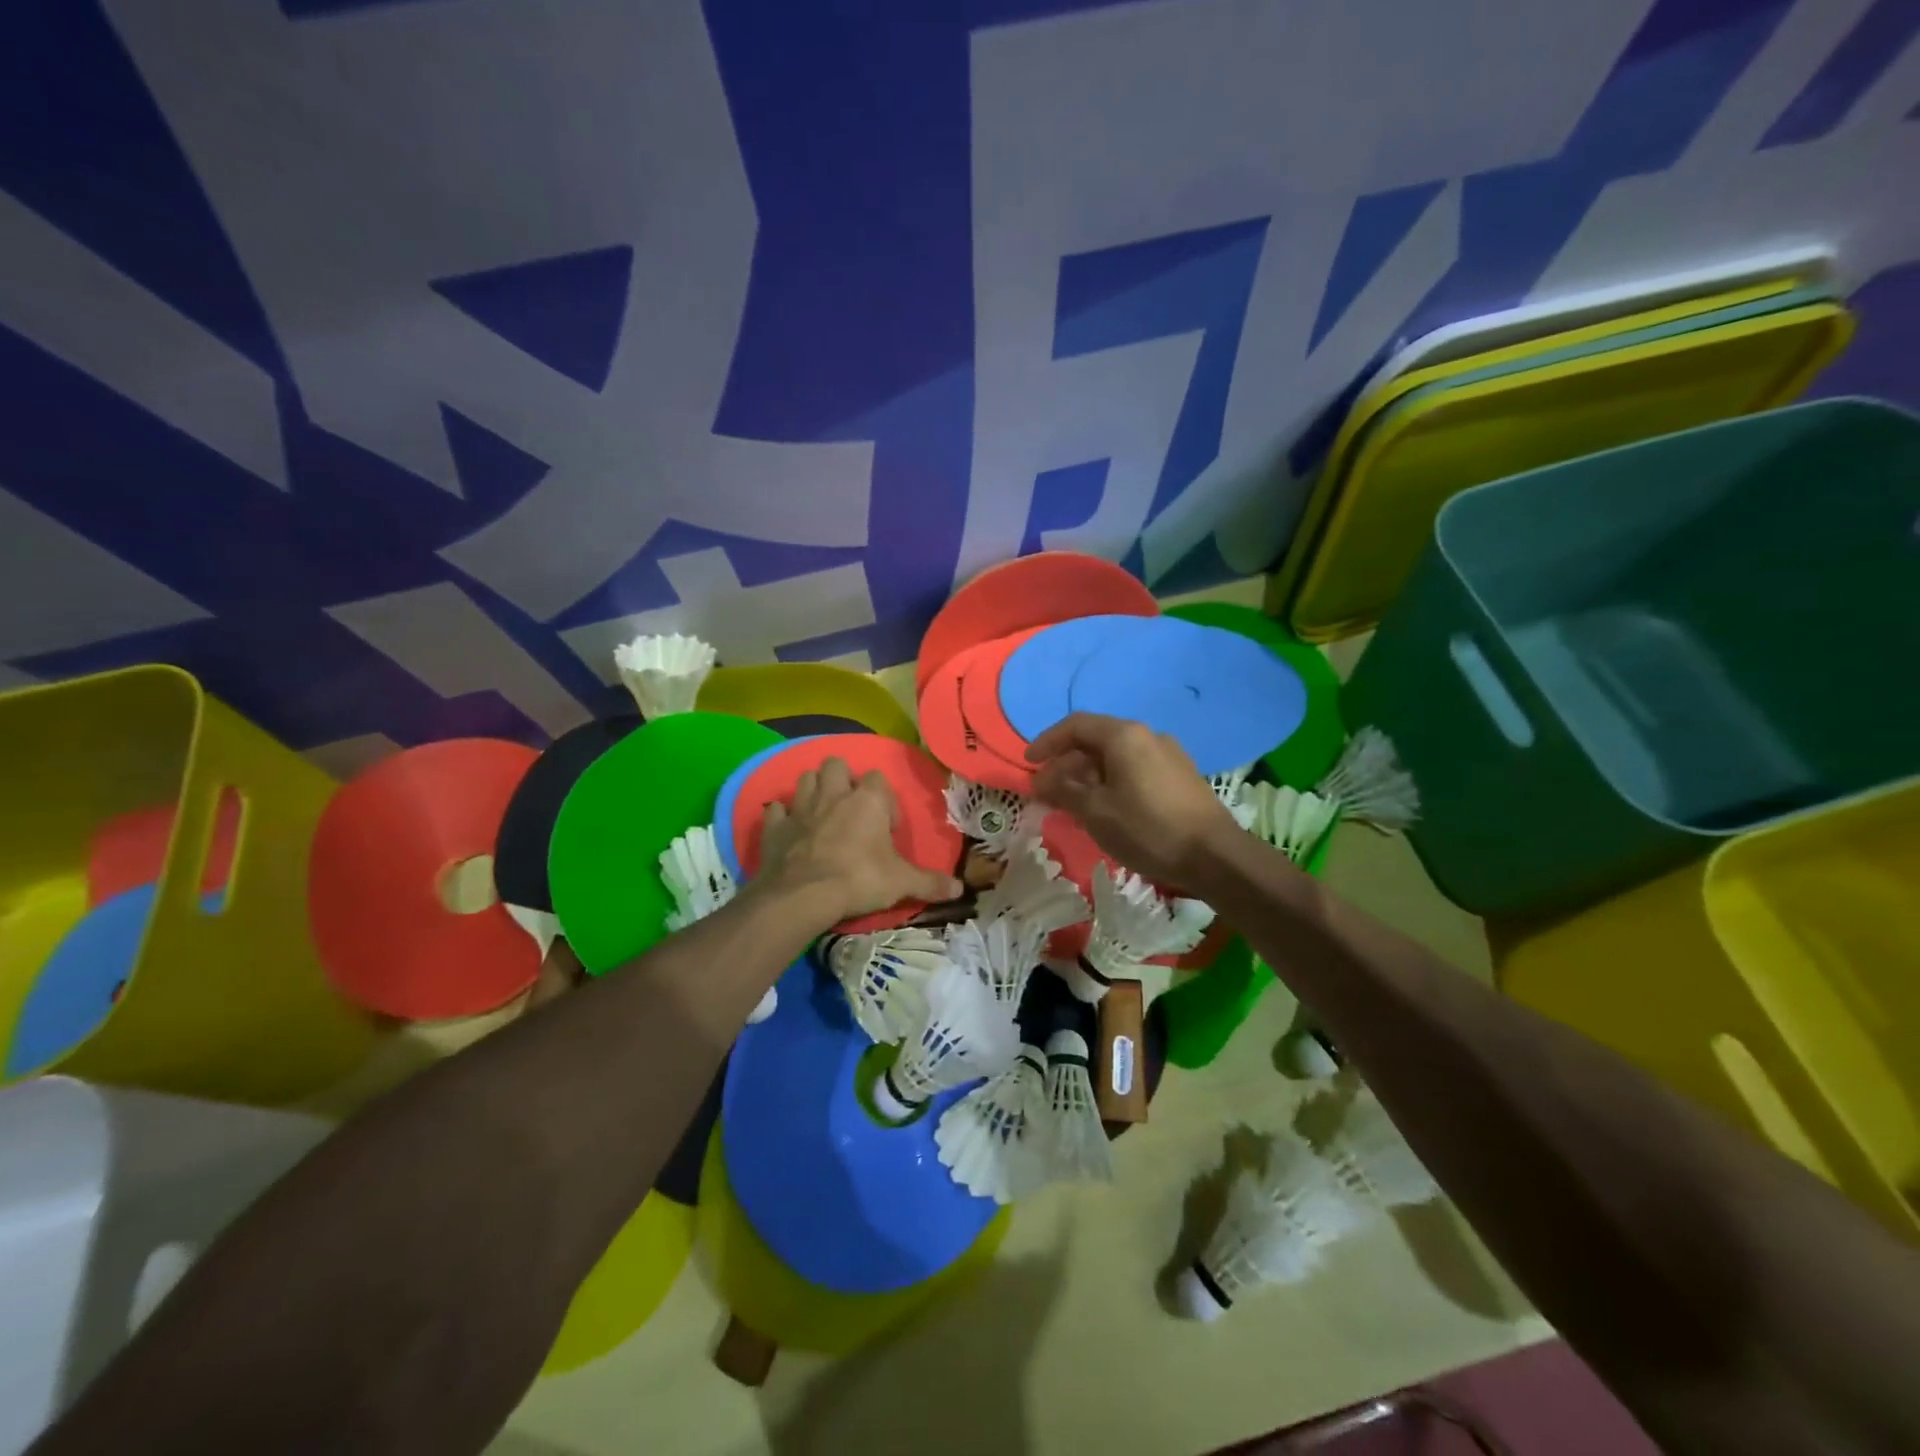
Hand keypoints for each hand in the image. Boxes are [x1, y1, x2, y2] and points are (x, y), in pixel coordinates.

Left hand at [758, 757, 963, 926]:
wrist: (804, 896)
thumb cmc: (860, 880)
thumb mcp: (902, 883)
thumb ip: (930, 883)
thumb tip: (959, 889)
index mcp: (868, 800)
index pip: (878, 779)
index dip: (883, 799)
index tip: (885, 826)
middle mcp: (834, 794)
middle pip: (837, 765)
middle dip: (843, 779)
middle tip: (850, 808)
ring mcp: (801, 808)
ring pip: (805, 778)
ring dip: (813, 789)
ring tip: (821, 812)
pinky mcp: (775, 826)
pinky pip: (776, 810)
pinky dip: (781, 816)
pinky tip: (788, 828)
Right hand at [1026, 713, 1238, 888]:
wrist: (1214, 856)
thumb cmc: (1147, 828)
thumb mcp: (1095, 812)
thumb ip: (1064, 790)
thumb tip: (1042, 779)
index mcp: (1124, 736)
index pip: (1075, 725)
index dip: (1047, 742)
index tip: (1028, 763)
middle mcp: (1147, 736)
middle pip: (1096, 740)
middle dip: (1067, 764)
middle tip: (1047, 791)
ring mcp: (1168, 754)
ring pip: (1116, 757)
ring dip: (1088, 776)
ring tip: (1073, 804)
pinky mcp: (1180, 776)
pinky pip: (1134, 769)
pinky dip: (1111, 782)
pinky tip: (1106, 809)